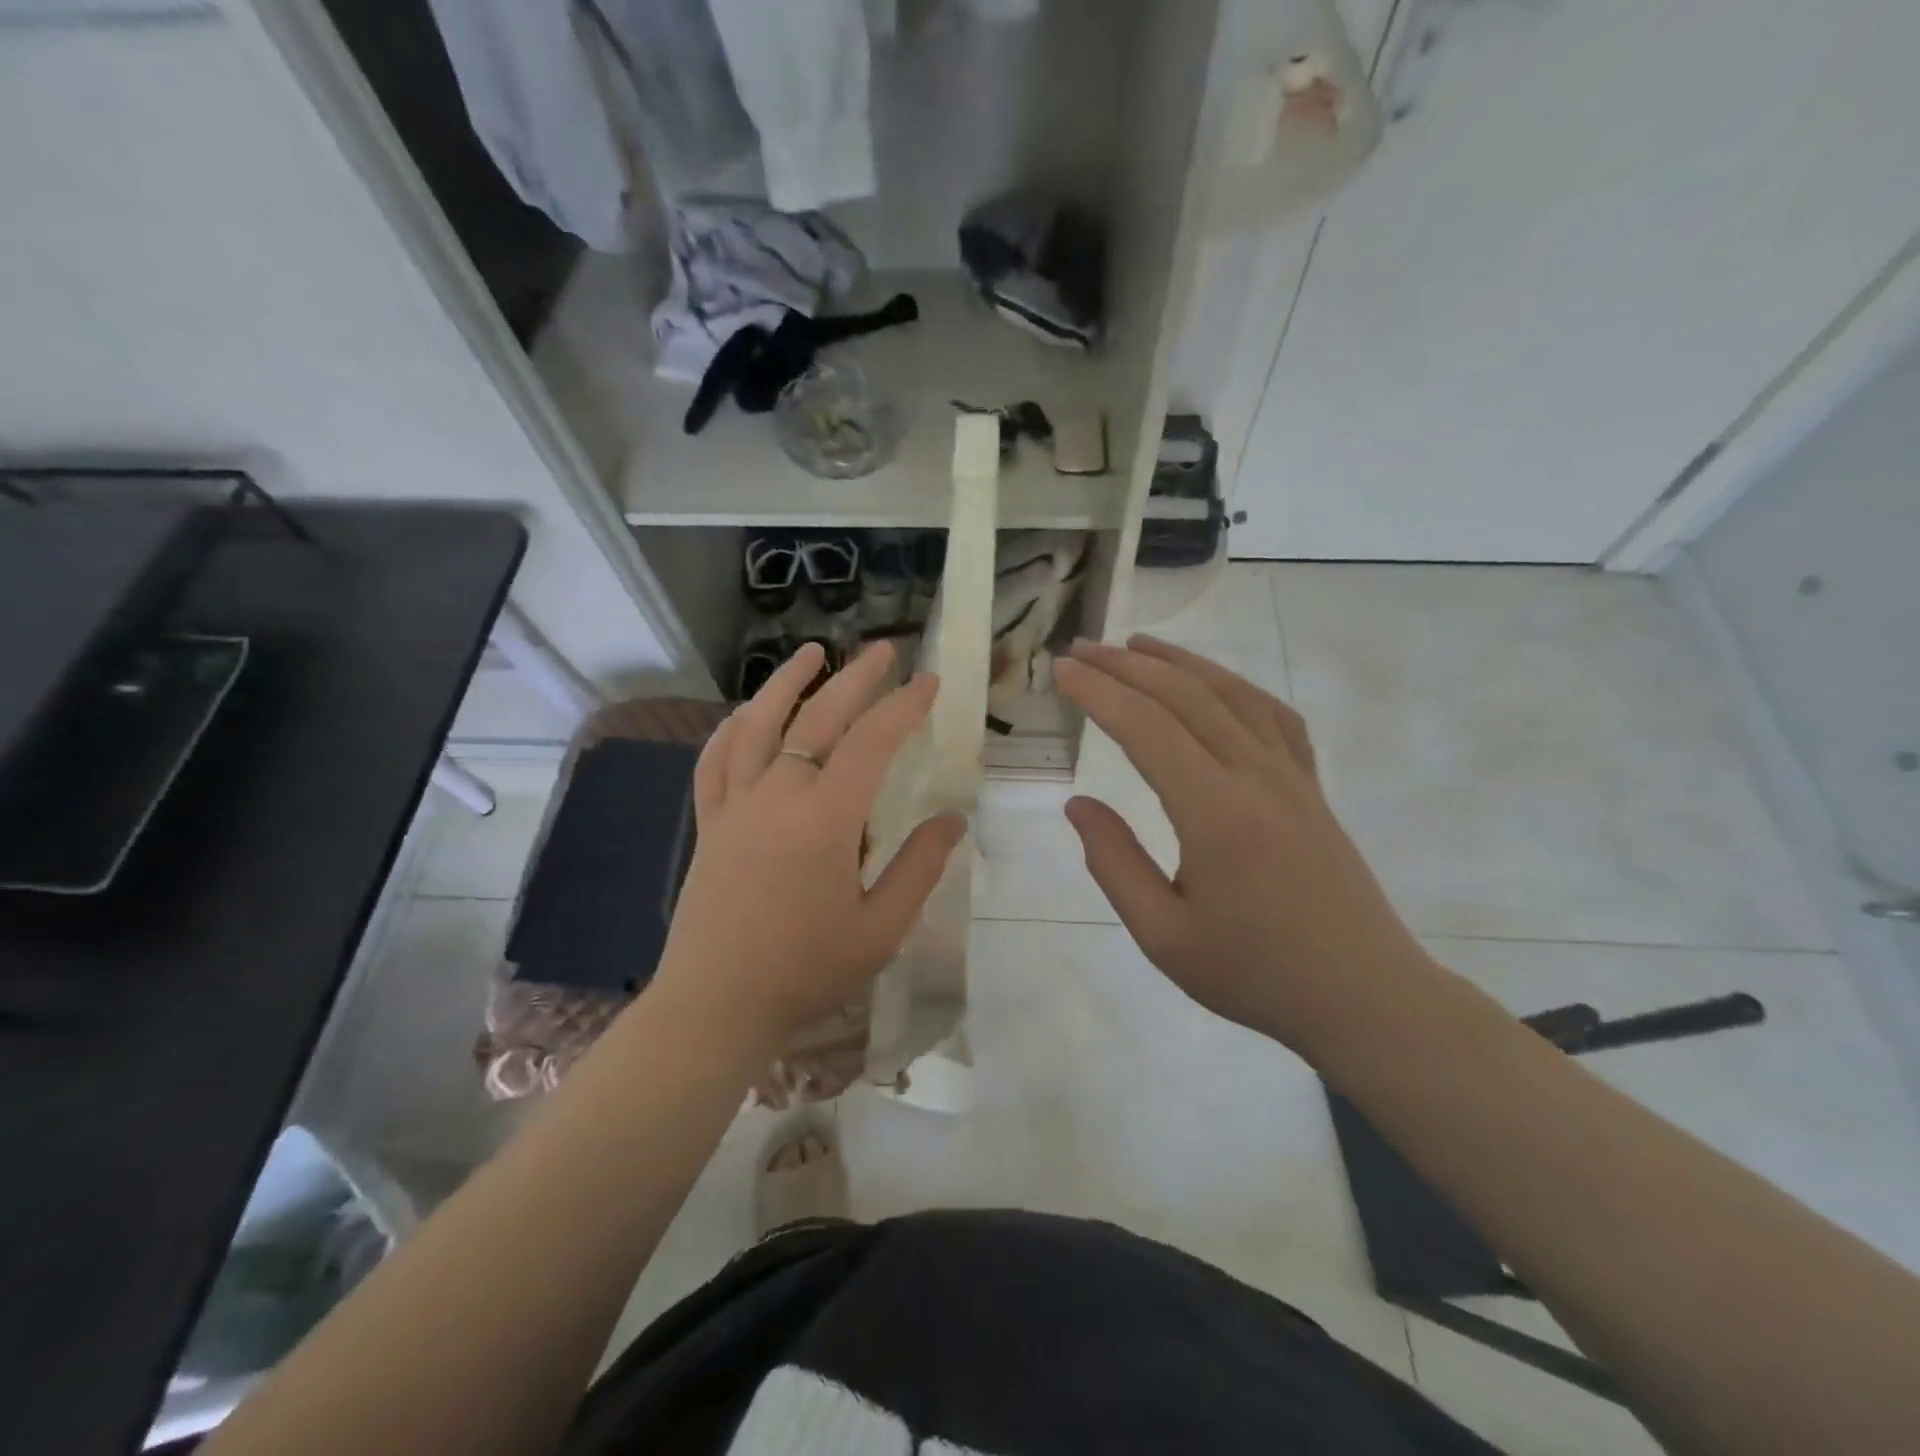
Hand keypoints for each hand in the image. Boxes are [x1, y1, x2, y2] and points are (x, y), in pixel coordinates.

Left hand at [653, 641, 964, 1053]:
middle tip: (884, 649)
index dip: (904, 706)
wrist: (714, 1006)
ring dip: (786, 682)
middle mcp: (777, 795)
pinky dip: (732, 728)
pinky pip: (714, 760)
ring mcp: (735, 805)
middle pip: (818, 717)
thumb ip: (919, 867)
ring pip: (758, 724)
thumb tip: (953, 820)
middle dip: (856, 678)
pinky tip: (744, 713)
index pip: (871, 742)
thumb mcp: (880, 928)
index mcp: (825, 818)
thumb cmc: (805, 971)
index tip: (930, 681)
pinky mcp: (710, 823)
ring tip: (811, 652)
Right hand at [1055, 637, 1430, 1049]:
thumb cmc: (1255, 974)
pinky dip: (1234, 685)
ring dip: (1179, 662)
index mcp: (1215, 813)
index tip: (1061, 670)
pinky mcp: (1311, 786)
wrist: (1364, 996)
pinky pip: (1272, 715)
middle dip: (1126, 666)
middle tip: (1081, 649)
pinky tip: (1214, 684)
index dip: (1098, 692)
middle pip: (1185, 696)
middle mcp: (1255, 776)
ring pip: (1231, 694)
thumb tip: (1078, 805)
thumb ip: (1114, 863)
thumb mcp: (1164, 936)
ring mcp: (1292, 776)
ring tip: (1136, 645)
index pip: (1146, 727)